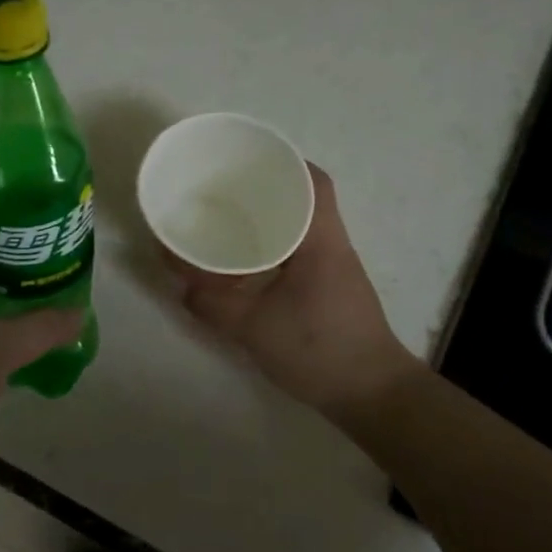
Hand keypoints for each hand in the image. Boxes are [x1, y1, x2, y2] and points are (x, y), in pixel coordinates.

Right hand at [165, 164, 420, 427]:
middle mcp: (332, 244)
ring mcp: (335, 267)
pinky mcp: (330, 288)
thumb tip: (180, 284)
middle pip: (305, 196)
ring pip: (302, 224)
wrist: (371, 394)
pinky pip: (299, 249)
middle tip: (225, 187)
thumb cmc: (319, 350)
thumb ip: (212, 304)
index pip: (313, 181)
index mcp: (320, 240)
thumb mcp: (253, 327)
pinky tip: (246, 260)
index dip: (284, 161)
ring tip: (228, 217)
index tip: (246, 157)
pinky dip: (274, 243)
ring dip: (271, 215)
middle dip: (267, 186)